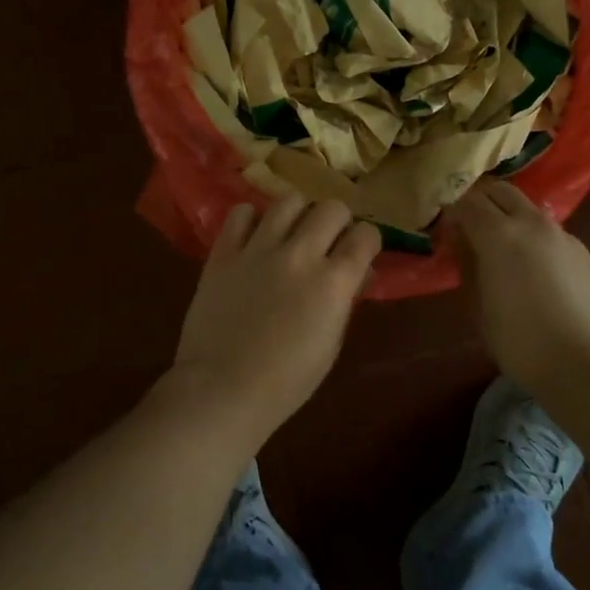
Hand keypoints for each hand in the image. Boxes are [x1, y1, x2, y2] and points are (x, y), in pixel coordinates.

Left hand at [167, 196, 380, 452]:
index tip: (359, 252)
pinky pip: (241, 213)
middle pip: (331, 208)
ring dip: (298, 214)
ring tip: (291, 233)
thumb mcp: (330, 344)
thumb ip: (343, 300)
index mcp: (333, 282)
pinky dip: (251, 219)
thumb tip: (352, 274)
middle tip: (327, 241)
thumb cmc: (285, 381)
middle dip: (337, 221)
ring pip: (289, 200)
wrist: (222, 389)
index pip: (365, 235)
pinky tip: (253, 238)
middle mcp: (300, 255)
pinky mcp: (224, 252)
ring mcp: (258, 249)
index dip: (366, 241)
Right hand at [446, 181, 589, 391]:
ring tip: (501, 247)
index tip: (443, 227)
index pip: (466, 201)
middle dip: (480, 200)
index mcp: (499, 234)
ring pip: (527, 208)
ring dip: (508, 215)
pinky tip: (534, 268)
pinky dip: (533, 236)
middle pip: (500, 190)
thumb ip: (467, 265)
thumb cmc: (522, 342)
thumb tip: (460, 240)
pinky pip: (549, 231)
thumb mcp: (479, 307)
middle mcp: (531, 223)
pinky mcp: (584, 252)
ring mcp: (562, 234)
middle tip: (468, 226)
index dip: (451, 209)